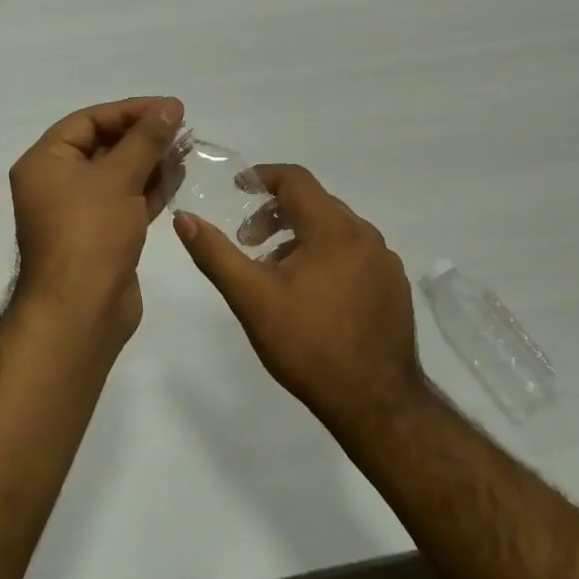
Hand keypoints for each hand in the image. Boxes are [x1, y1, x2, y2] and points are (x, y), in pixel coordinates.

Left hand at [10, 96, 183, 353]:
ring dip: (150, 161)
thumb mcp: (119, 178)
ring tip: (187, 149)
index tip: (169, 108)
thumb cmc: (91, 233)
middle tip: (182, 128)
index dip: (129, 111)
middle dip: (143, 136)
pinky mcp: (101, 236)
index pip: (88, 121)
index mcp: (45, 162)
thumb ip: (146, 139)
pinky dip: (150, 188)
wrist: (81, 311)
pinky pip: (125, 201)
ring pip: (118, 175)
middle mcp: (56, 184)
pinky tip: (178, 176)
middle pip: (103, 146)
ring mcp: (79, 212)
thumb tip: (170, 106)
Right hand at [173, 164, 423, 432]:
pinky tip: (313, 294)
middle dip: (277, 214)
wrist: (375, 401)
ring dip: (301, 237)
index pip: (296, 179)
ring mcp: (385, 261)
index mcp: (334, 229)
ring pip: (336, 230)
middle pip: (316, 203)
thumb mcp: (252, 298)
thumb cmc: (308, 344)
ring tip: (276, 272)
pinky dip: (328, 256)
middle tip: (249, 242)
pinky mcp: (395, 286)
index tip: (238, 189)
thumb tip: (184, 218)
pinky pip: (356, 253)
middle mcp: (365, 235)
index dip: (262, 177)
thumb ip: (216, 254)